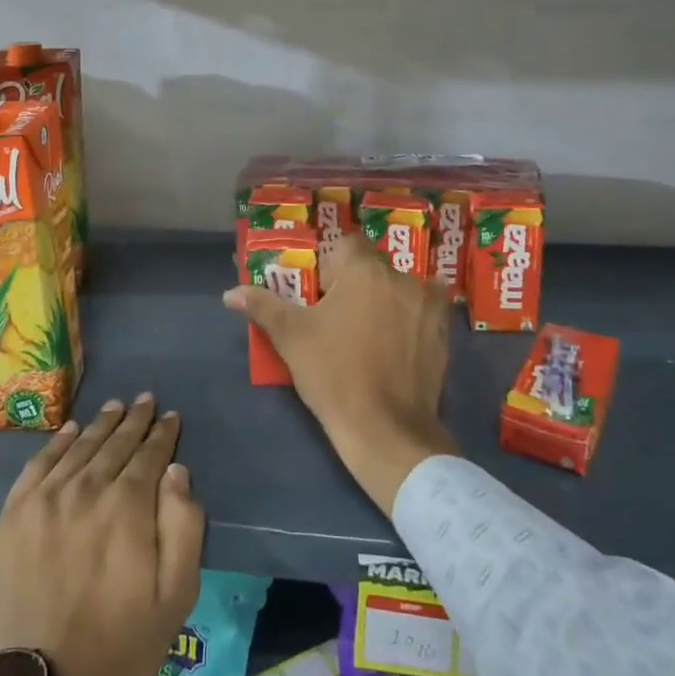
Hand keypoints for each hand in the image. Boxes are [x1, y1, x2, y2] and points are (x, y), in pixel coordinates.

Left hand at [0, 395, 204, 675]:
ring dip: (101, 424)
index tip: (172, 417)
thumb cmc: (123, 640)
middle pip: (116, 444)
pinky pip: (40, 463)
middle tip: (146, 400)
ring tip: (115, 406)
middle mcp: (87, 489)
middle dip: (135, 420)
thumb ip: (184, 526)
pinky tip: (71, 430)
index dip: (163, 434)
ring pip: (81, 447)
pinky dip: (58, 442)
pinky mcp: (16, 513)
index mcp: (128, 507)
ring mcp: (46, 498)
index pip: (150, 455)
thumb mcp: (177, 594)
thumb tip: (177, 472)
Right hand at [223, 232, 457, 514]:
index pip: (346, 245)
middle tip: (338, 317)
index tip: (320, 294)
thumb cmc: (334, 374)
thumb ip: (262, 306)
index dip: (331, 266)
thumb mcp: (291, 337)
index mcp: (364, 270)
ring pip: (399, 288)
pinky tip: (394, 346)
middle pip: (373, 267)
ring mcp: (429, 305)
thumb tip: (229, 293)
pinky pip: (422, 311)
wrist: (386, 429)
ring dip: (385, 299)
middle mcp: (402, 278)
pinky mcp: (444, 333)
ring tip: (368, 333)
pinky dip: (409, 319)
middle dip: (356, 284)